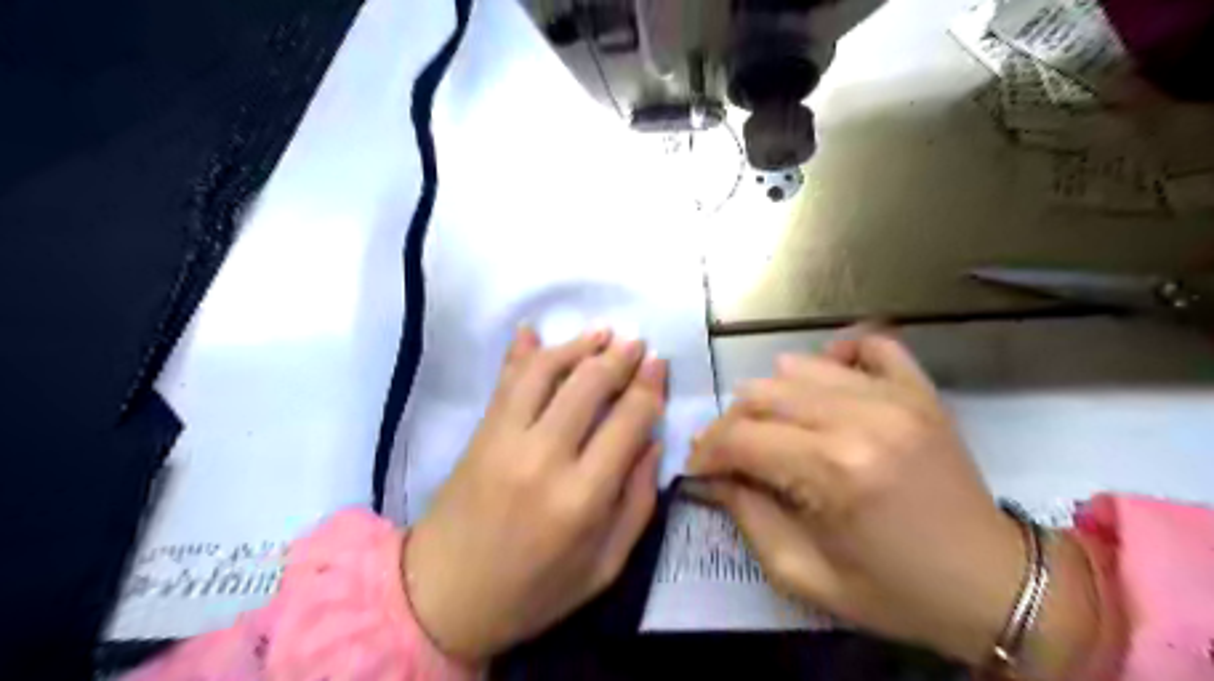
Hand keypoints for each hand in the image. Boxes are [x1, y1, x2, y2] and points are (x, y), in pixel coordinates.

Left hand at [402, 329, 663, 660]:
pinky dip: (522, 351)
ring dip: (577, 345)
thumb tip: (652, 441)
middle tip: (637, 344)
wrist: (442, 597)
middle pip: (589, 385)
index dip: (649, 386)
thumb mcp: (604, 567)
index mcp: (582, 498)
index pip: (628, 421)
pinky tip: (535, 331)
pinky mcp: (480, 432)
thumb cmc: (533, 591)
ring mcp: (505, 438)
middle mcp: (544, 457)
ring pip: (546, 370)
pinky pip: (505, 380)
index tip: (659, 364)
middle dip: (619, 357)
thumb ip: (638, 503)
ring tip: (603, 333)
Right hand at [682, 331, 1031, 665]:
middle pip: (762, 395)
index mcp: (833, 470)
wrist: (997, 586)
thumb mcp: (805, 574)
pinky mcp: (919, 390)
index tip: (698, 468)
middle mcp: (860, 418)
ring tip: (772, 427)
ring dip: (771, 396)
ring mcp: (894, 396)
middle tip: (731, 454)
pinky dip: (837, 355)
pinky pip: (869, 344)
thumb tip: (715, 476)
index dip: (707, 452)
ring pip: (799, 366)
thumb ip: (748, 517)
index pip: (740, 437)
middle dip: (731, 425)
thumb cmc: (896, 591)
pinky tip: (826, 379)